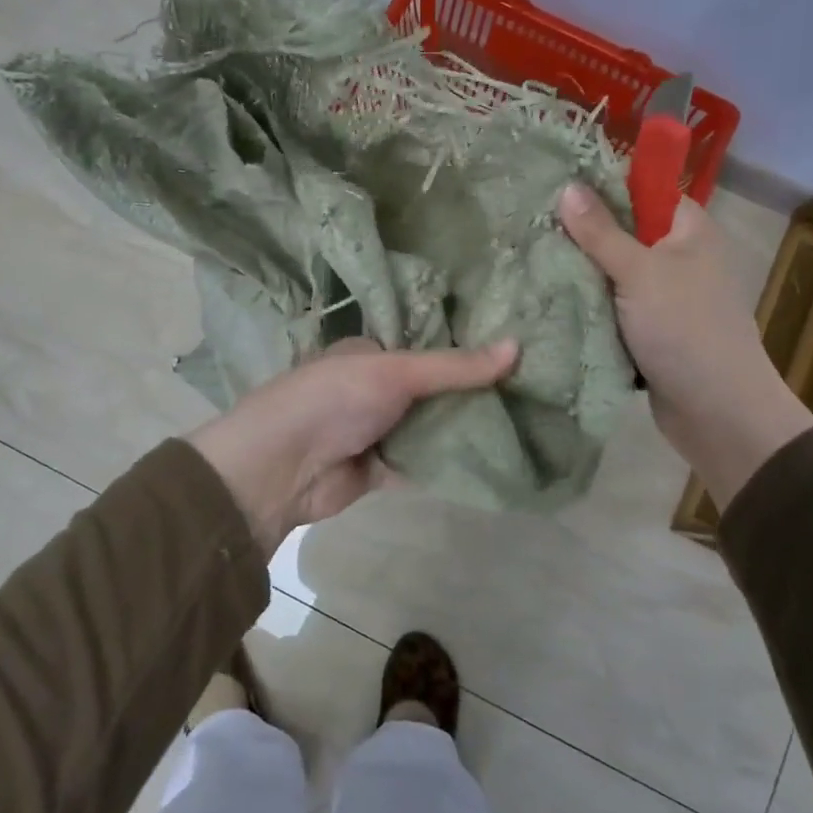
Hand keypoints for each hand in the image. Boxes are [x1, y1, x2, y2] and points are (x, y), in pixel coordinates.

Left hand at [188, 336, 518, 554]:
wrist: (280, 469)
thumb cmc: (333, 400)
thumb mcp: (395, 373)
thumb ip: (454, 367)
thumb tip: (518, 346)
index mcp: (371, 353)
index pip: (427, 344)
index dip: (467, 347)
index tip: (515, 349)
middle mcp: (375, 388)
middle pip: (433, 388)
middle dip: (472, 391)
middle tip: (531, 389)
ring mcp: (377, 430)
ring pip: (431, 425)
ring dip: (465, 427)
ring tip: (525, 420)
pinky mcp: (380, 469)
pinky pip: (423, 461)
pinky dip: (450, 461)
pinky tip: (494, 458)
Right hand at [557, 185, 812, 504]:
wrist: (716, 411)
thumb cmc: (684, 329)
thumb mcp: (639, 273)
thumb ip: (601, 231)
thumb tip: (567, 186)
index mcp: (687, 229)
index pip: (640, 190)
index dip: (600, 186)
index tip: (551, 186)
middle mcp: (677, 256)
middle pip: (621, 231)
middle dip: (580, 233)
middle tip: (528, 227)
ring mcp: (662, 294)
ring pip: (611, 272)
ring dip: (579, 272)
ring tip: (528, 258)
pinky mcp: (647, 328)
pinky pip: (610, 305)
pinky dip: (586, 304)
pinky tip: (547, 296)